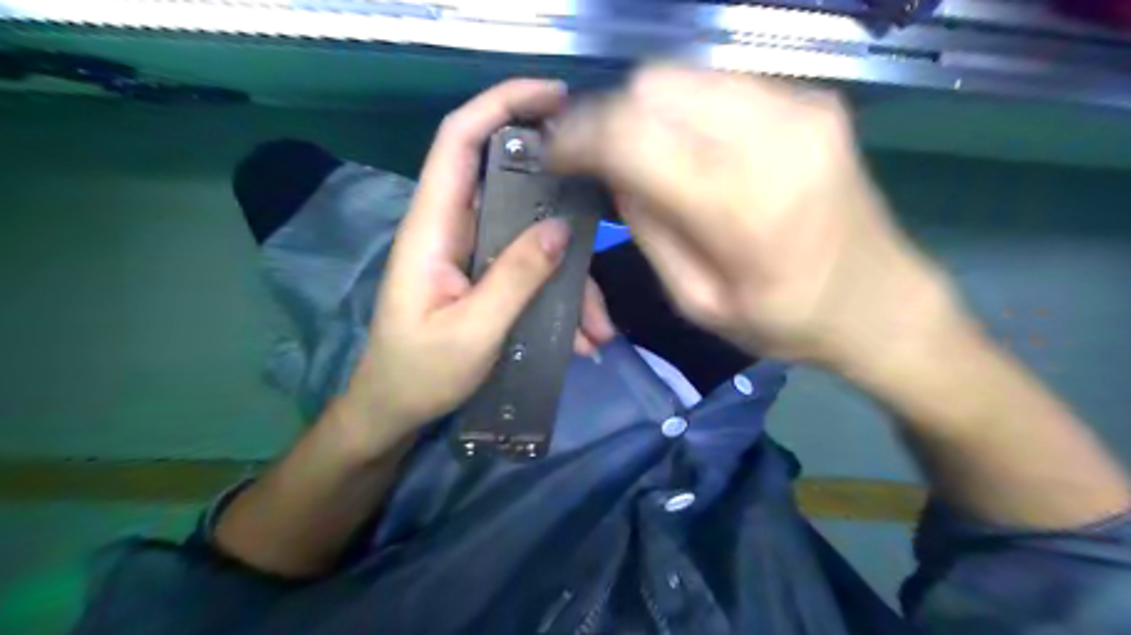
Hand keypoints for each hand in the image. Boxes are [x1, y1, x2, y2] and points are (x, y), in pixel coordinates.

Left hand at [341, 76, 609, 440]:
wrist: (396, 409)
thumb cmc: (420, 372)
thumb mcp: (473, 330)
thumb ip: (516, 277)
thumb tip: (562, 228)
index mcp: (434, 228)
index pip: (459, 141)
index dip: (502, 105)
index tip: (556, 98)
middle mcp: (454, 229)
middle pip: (512, 187)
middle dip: (562, 202)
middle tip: (607, 211)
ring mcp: (474, 255)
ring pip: (533, 239)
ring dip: (571, 279)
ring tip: (599, 331)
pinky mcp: (487, 279)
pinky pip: (532, 272)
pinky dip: (561, 300)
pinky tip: (582, 340)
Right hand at [553, 67, 957, 373]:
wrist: (879, 300)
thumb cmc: (785, 319)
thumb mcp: (698, 300)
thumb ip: (649, 229)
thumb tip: (613, 172)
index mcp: (741, 204)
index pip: (632, 135)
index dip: (579, 137)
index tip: (556, 154)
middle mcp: (773, 135)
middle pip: (653, 87)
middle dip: (612, 120)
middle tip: (604, 160)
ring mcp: (799, 106)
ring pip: (683, 75)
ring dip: (649, 112)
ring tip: (648, 156)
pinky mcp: (812, 97)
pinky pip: (720, 84)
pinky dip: (688, 110)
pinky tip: (694, 148)